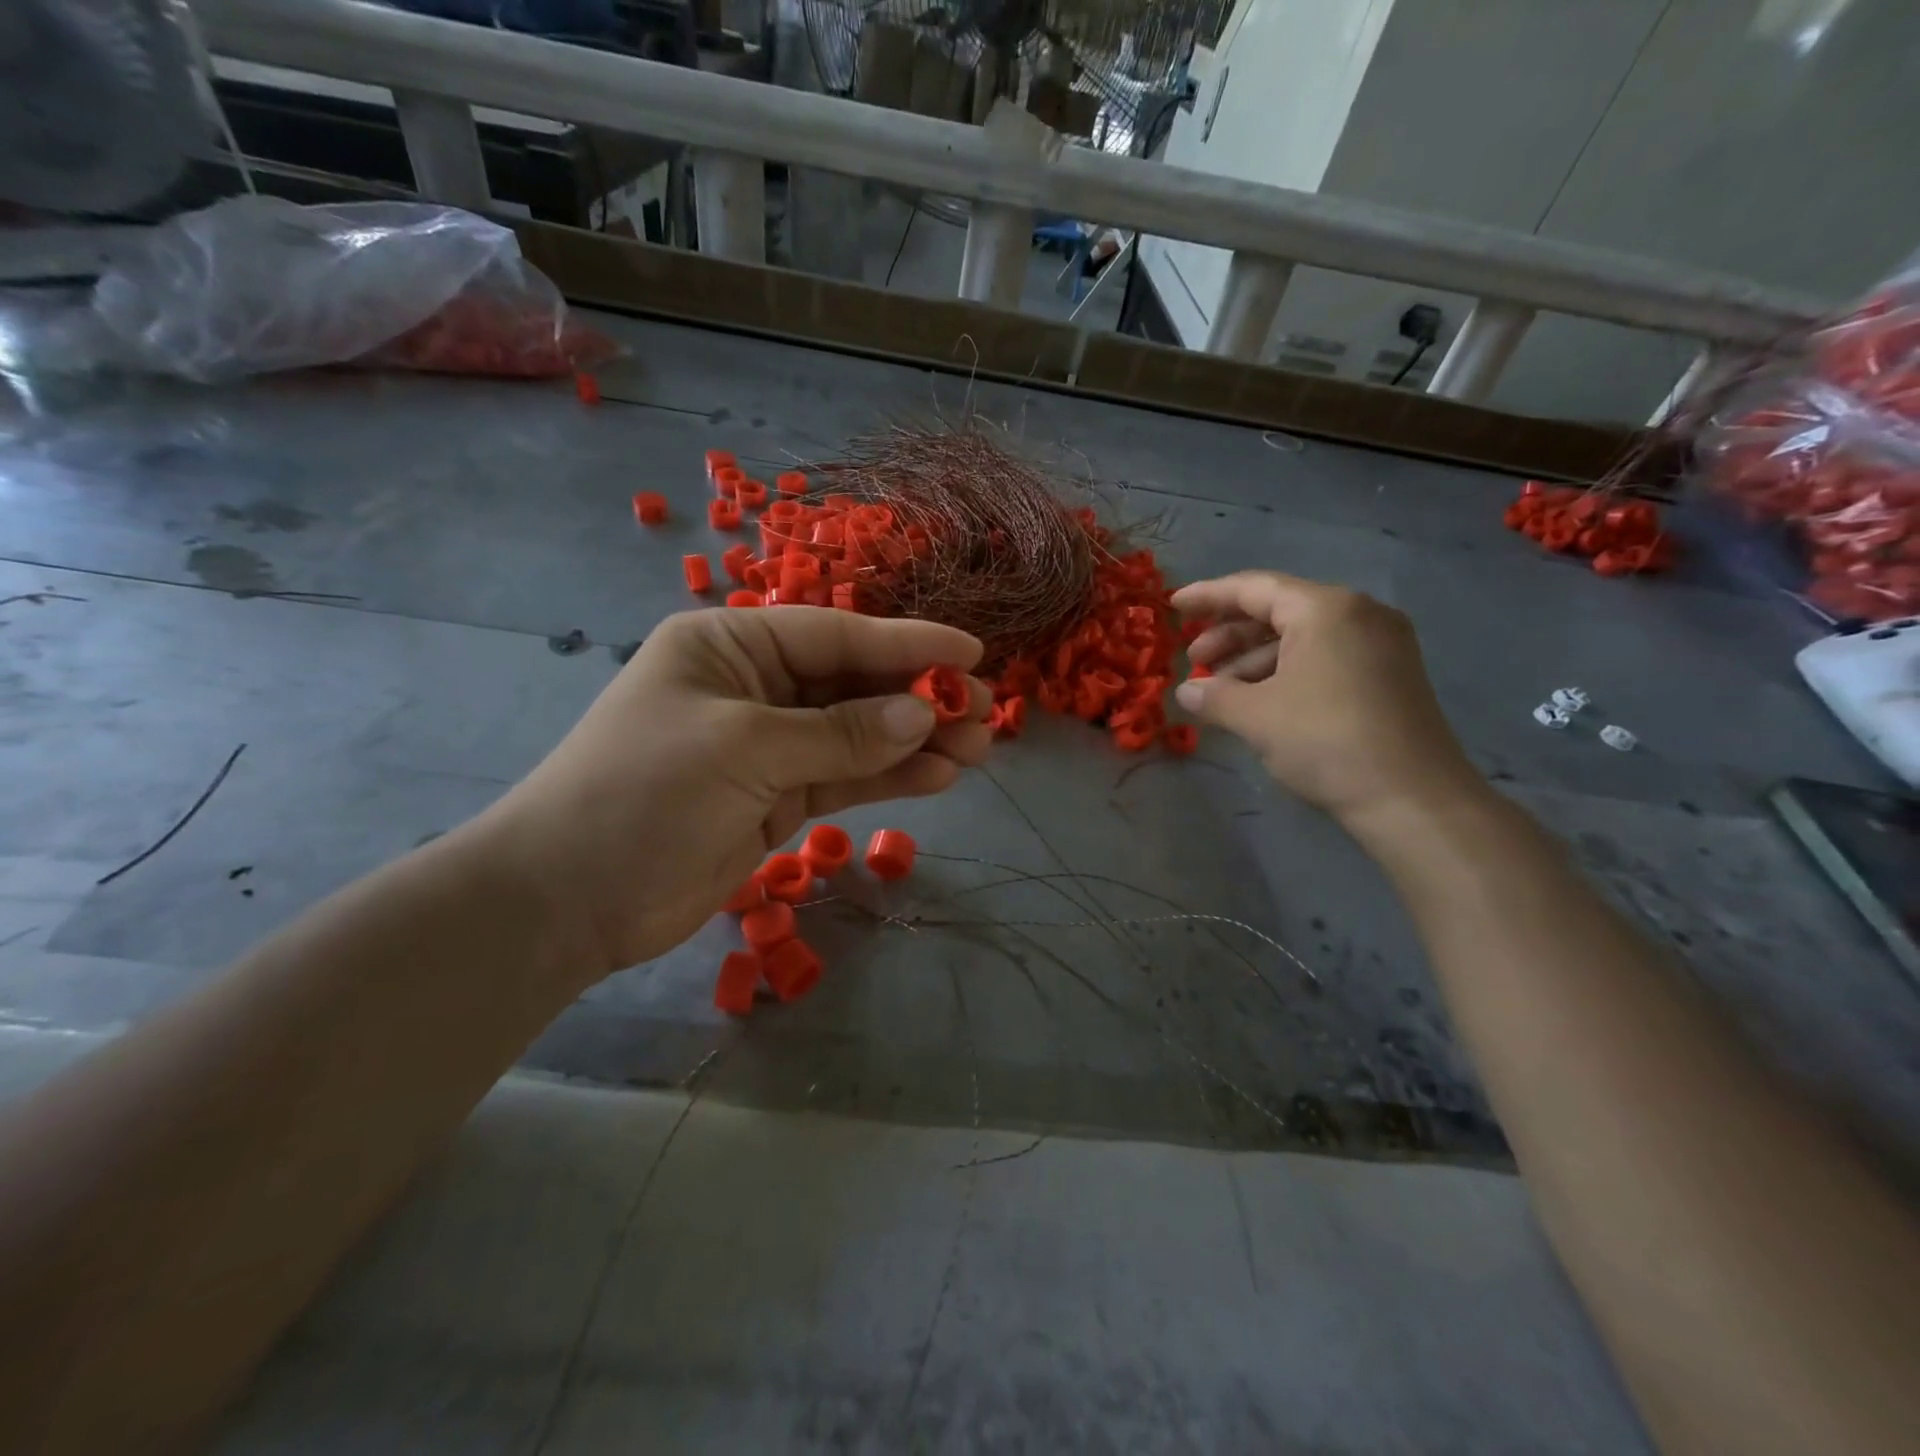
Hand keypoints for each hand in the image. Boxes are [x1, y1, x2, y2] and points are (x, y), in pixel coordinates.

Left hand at [470, 607, 991, 981]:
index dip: (906, 643)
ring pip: (856, 735)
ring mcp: (767, 746)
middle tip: (985, 711)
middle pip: (853, 684)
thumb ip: (838, 733)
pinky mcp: (775, 798)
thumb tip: (919, 717)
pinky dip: (888, 777)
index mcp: (730, 645)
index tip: (971, 654)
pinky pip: (843, 778)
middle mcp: (753, 686)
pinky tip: (937, 777)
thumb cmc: (644, 793)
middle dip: (919, 698)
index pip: (835, 634)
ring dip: (914, 741)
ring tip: (978, 748)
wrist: (569, 898)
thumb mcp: (744, 748)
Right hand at [1173, 571, 1481, 829]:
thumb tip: (1187, 692)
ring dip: (1253, 660)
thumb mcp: (1256, 717)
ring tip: (1219, 691)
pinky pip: (1323, 658)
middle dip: (1229, 635)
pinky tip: (1258, 702)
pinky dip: (1284, 673)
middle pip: (1278, 610)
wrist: (1412, 798)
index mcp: (1326, 609)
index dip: (1208, 596)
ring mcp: (1379, 645)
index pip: (1254, 588)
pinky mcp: (1388, 675)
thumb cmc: (1326, 741)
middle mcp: (1358, 614)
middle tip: (1194, 662)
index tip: (1173, 606)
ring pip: (1301, 638)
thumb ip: (1213, 696)